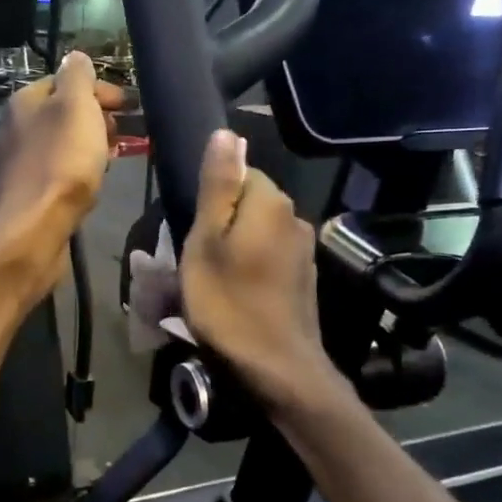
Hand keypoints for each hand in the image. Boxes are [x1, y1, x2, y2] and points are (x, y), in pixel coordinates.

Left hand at [0, 52, 124, 291]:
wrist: (33, 228)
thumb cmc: (61, 162)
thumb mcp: (76, 107)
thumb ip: (77, 78)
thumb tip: (75, 56)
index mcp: (25, 102)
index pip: (64, 81)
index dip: (98, 89)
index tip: (128, 105)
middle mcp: (14, 128)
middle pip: (61, 113)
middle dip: (95, 118)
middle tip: (124, 132)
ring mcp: (17, 163)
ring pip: (59, 144)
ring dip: (87, 145)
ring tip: (112, 158)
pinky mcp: (25, 195)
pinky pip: (55, 172)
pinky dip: (76, 170)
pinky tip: (90, 185)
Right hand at [181, 129, 329, 413]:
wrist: (277, 368)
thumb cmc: (229, 302)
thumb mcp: (207, 240)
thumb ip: (218, 185)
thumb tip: (226, 132)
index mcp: (272, 202)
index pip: (240, 173)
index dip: (212, 199)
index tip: (195, 231)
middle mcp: (295, 218)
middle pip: (250, 202)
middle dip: (223, 222)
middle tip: (198, 259)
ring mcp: (304, 251)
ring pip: (259, 231)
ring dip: (237, 246)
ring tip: (214, 280)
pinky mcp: (306, 279)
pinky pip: (271, 256)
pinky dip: (253, 267)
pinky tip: (239, 295)